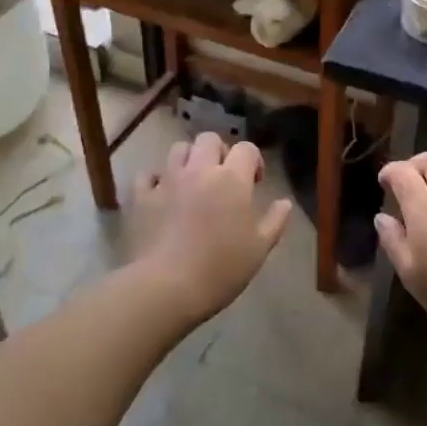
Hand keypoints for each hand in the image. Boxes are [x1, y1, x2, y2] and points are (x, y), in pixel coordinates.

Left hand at [131, 132, 292, 323]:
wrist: (167, 286)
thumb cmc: (221, 268)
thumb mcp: (259, 249)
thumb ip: (275, 221)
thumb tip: (285, 202)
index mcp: (232, 179)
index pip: (246, 148)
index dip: (253, 160)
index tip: (254, 183)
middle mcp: (199, 170)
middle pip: (209, 139)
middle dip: (219, 152)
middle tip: (223, 178)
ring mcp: (167, 180)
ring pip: (178, 149)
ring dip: (189, 159)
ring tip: (193, 182)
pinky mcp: (142, 197)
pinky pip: (148, 175)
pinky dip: (156, 180)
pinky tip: (162, 196)